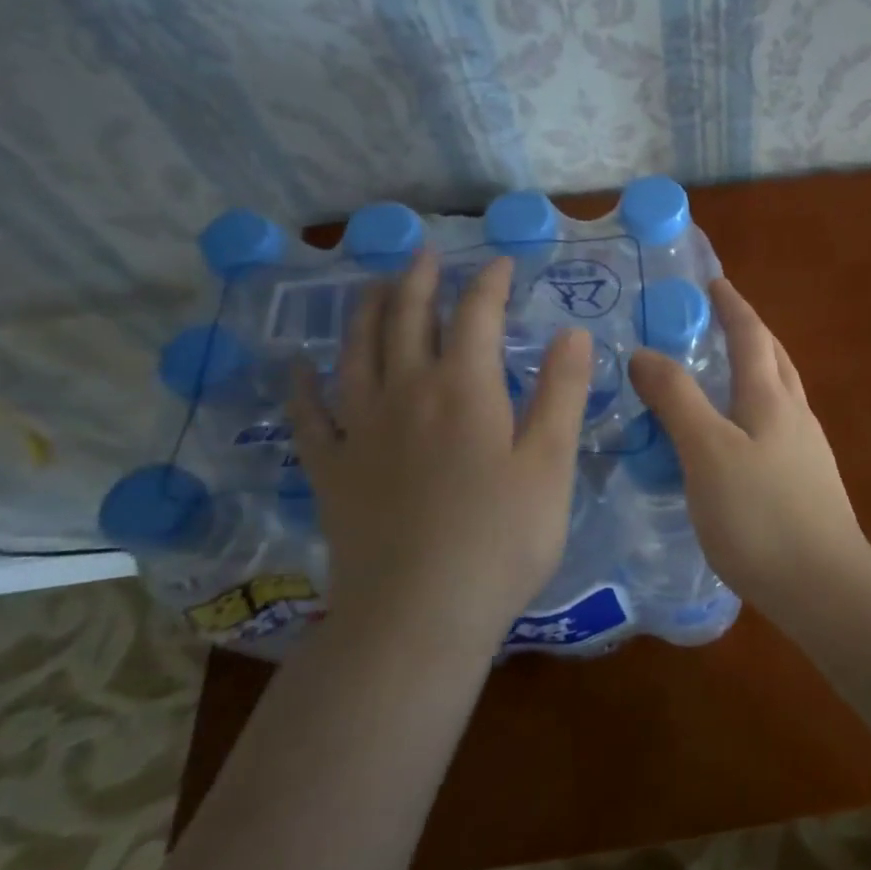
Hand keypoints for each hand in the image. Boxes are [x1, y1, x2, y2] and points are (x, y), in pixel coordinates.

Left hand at [290, 253, 592, 652]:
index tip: (501, 263)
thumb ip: (562, 391)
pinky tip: (298, 365)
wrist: (418, 616)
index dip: (489, 282)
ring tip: (372, 285)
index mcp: (465, 388)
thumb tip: (572, 331)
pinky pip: (309, 415)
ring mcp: (361, 430)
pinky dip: (302, 384)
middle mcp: (406, 393)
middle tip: (425, 253)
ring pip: (356, 352)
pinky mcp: (332, 470)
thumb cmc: (501, 539)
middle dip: (419, 281)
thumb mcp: (551, 463)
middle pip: (407, 319)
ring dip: (365, 311)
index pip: (476, 314)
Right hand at [627, 279, 870, 604]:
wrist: (824, 586)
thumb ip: (676, 399)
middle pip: (774, 357)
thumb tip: (644, 353)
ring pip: (780, 391)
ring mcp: (807, 448)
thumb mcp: (707, 452)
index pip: (751, 335)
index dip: (732, 305)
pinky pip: (779, 424)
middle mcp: (795, 413)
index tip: (714, 280)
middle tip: (719, 318)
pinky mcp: (808, 480)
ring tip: (725, 371)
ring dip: (756, 368)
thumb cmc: (760, 515)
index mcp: (771, 398)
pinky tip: (739, 436)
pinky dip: (756, 408)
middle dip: (750, 330)